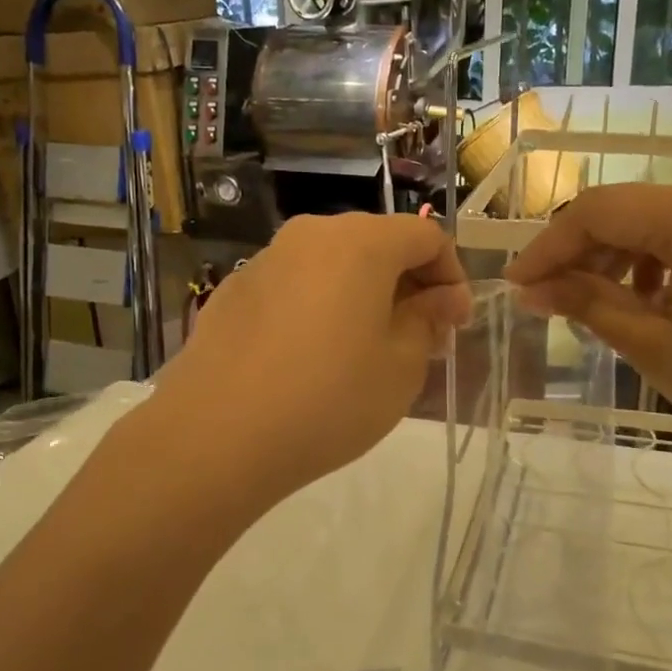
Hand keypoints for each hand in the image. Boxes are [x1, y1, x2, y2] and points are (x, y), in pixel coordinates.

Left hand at [150, 214, 470, 506]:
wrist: (216, 436)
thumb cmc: (328, 399)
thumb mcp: (401, 367)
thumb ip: (427, 320)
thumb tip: (439, 299)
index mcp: (360, 242)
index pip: (426, 236)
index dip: (451, 276)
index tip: (455, 324)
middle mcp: (311, 235)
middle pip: (376, 243)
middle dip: (408, 285)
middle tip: (419, 339)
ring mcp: (266, 260)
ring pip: (333, 264)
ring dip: (362, 295)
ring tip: (366, 349)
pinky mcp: (233, 291)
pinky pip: (295, 286)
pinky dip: (319, 306)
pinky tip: (311, 356)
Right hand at [504, 177, 671, 468]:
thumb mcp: (654, 345)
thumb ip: (587, 303)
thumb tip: (530, 290)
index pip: (600, 211)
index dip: (549, 247)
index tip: (515, 285)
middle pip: (626, 210)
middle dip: (579, 253)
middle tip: (544, 299)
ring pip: (652, 220)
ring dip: (613, 258)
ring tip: (589, 305)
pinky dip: (652, 261)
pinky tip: (641, 301)